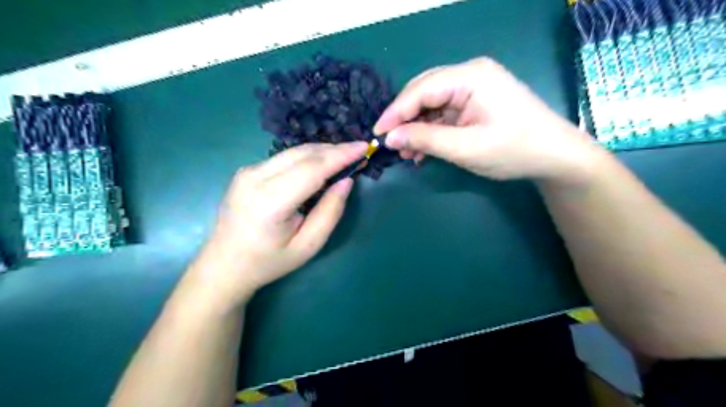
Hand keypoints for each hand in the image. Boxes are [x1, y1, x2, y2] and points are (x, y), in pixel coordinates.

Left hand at [191, 142, 368, 304]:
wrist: (224, 265)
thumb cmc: (269, 261)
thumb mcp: (308, 245)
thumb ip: (330, 212)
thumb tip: (346, 181)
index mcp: (270, 202)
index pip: (312, 168)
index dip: (340, 155)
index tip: (364, 146)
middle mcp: (255, 179)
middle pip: (303, 154)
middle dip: (334, 149)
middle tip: (358, 151)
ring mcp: (247, 172)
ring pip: (293, 152)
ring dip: (322, 151)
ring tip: (344, 156)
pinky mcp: (246, 171)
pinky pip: (283, 157)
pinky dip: (307, 157)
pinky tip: (320, 164)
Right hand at [375, 55, 606, 183]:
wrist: (555, 156)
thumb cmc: (514, 150)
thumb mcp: (466, 148)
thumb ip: (425, 139)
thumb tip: (390, 137)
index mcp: (471, 76)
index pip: (421, 89)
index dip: (395, 112)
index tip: (377, 134)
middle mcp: (470, 74)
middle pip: (424, 92)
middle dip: (405, 119)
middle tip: (390, 144)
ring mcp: (473, 87)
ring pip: (432, 104)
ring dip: (417, 127)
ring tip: (406, 152)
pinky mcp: (475, 102)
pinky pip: (444, 112)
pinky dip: (431, 130)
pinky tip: (423, 149)